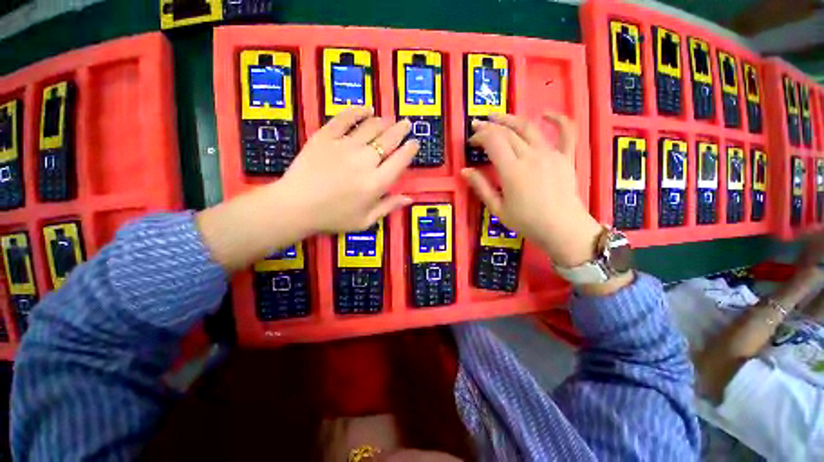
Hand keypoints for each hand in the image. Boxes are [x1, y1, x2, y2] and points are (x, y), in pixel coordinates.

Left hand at [197, 108, 416, 270]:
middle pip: (389, 140)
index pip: (400, 161)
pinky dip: (357, 112)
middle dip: (401, 130)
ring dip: (384, 121)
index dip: (410, 150)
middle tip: (407, 123)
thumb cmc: (333, 218)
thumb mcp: (365, 221)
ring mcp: (344, 146)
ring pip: (371, 127)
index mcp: (376, 183)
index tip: (415, 142)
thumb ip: (388, 207)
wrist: (295, 207)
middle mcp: (365, 161)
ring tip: (390, 119)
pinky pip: (344, 119)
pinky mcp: (325, 137)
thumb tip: (409, 198)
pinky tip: (366, 109)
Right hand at [461, 112, 601, 267]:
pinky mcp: (565, 156)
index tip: (471, 142)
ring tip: (497, 117)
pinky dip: (557, 119)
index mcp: (512, 171)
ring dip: (511, 119)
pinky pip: (566, 132)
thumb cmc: (527, 222)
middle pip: (508, 132)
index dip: (480, 137)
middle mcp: (531, 156)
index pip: (493, 142)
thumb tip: (465, 171)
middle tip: (477, 126)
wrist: (562, 229)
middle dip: (489, 127)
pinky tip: (545, 113)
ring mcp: (550, 154)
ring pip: (529, 128)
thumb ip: (481, 187)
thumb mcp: (498, 208)